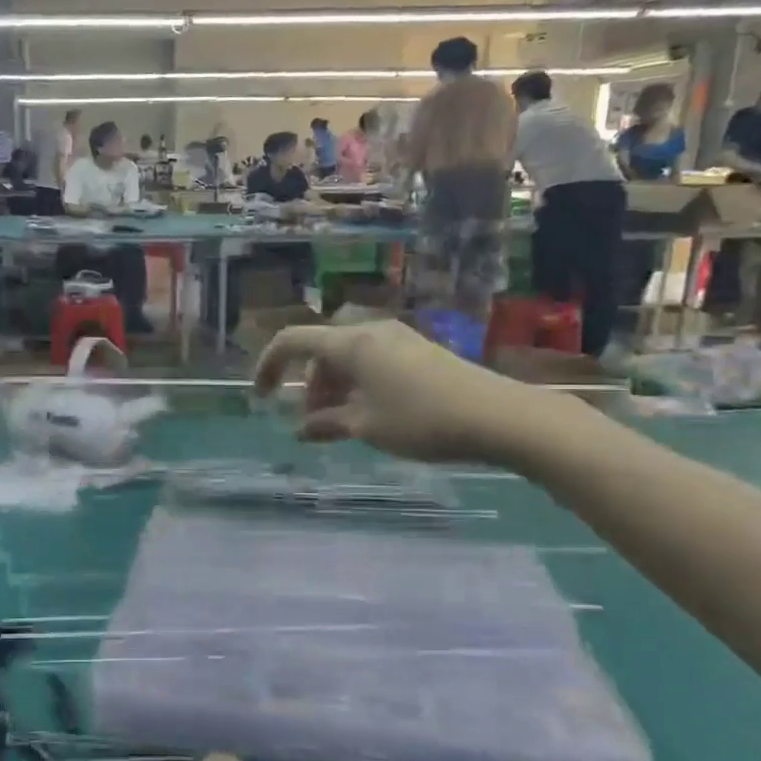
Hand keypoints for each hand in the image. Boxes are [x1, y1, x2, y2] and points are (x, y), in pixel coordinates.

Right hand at [253, 319, 570, 464]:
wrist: (498, 416)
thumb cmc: (422, 420)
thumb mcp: (366, 427)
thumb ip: (327, 424)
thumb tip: (302, 430)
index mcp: (349, 343)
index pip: (292, 341)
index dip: (269, 365)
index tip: (262, 397)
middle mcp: (370, 331)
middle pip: (321, 349)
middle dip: (309, 383)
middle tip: (313, 421)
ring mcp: (397, 338)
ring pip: (347, 355)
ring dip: (334, 385)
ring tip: (341, 422)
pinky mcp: (418, 350)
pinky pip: (372, 360)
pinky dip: (358, 383)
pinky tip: (371, 412)